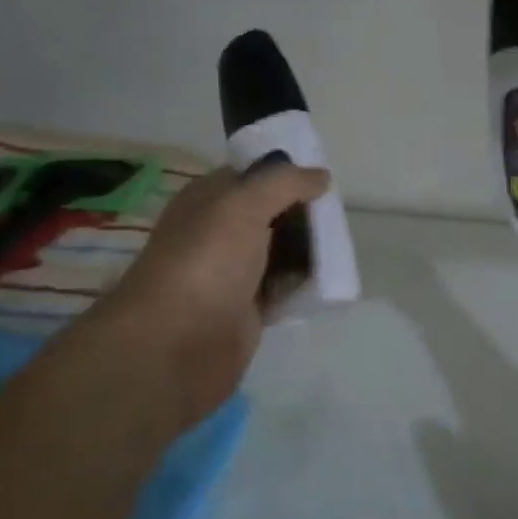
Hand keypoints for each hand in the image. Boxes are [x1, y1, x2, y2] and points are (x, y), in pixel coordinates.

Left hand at [92, 162, 330, 413]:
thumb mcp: (242, 206)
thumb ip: (283, 184)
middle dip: (303, 215)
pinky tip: (329, 282)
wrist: (176, 345)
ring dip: (308, 250)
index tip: (323, 180)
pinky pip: (283, 289)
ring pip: (280, 252)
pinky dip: (303, 286)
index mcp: (208, 200)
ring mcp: (232, 273)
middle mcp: (218, 232)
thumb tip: (320, 176)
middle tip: (338, 217)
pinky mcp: (247, 310)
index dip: (285, 174)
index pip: (251, 175)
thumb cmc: (205, 262)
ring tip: (342, 248)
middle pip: (271, 214)